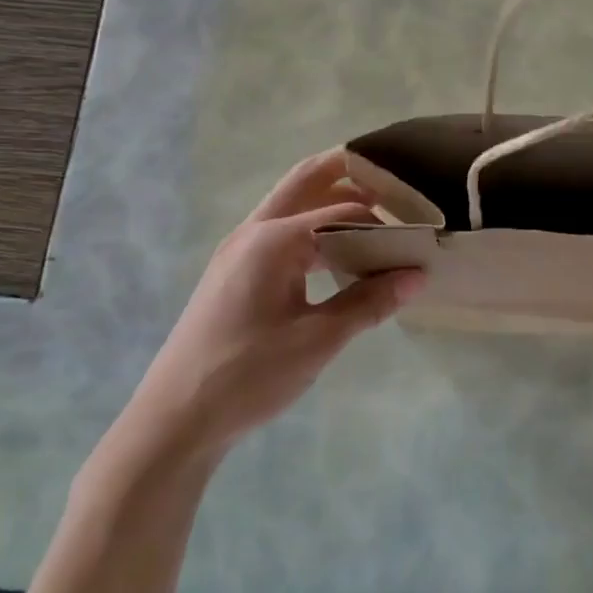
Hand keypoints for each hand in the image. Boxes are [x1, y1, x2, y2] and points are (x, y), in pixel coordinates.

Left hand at [106, 151, 423, 470]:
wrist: (175, 418)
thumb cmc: (248, 375)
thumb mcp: (317, 340)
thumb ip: (369, 302)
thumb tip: (416, 276)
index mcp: (273, 240)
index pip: (342, 210)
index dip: (382, 219)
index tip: (417, 233)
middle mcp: (253, 232)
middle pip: (306, 181)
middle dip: (349, 174)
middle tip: (394, 182)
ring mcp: (239, 251)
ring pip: (291, 207)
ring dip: (331, 203)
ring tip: (375, 218)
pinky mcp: (234, 273)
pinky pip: (282, 235)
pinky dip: (314, 232)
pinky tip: (338, 258)